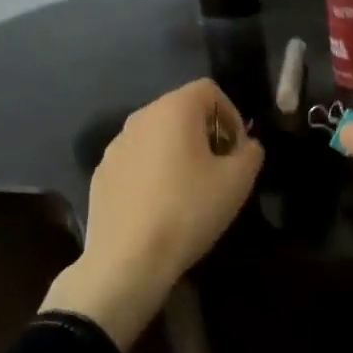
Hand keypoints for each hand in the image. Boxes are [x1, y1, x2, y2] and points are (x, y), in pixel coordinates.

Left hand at [42, 79, 263, 348]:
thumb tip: (246, 146)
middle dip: (206, 134)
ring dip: (178, 153)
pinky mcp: (102, 173)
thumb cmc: (187, 211)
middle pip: (182, 110)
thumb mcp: (237, 182)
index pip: (209, 90)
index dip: (231, 115)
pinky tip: (159, 207)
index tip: (237, 152)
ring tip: (190, 191)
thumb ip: (250, 153)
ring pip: (157, 136)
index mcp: (173, 109)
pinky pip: (136, 161)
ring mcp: (116, 145)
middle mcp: (140, 117)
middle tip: (219, 171)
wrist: (126, 261)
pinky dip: (152, 172)